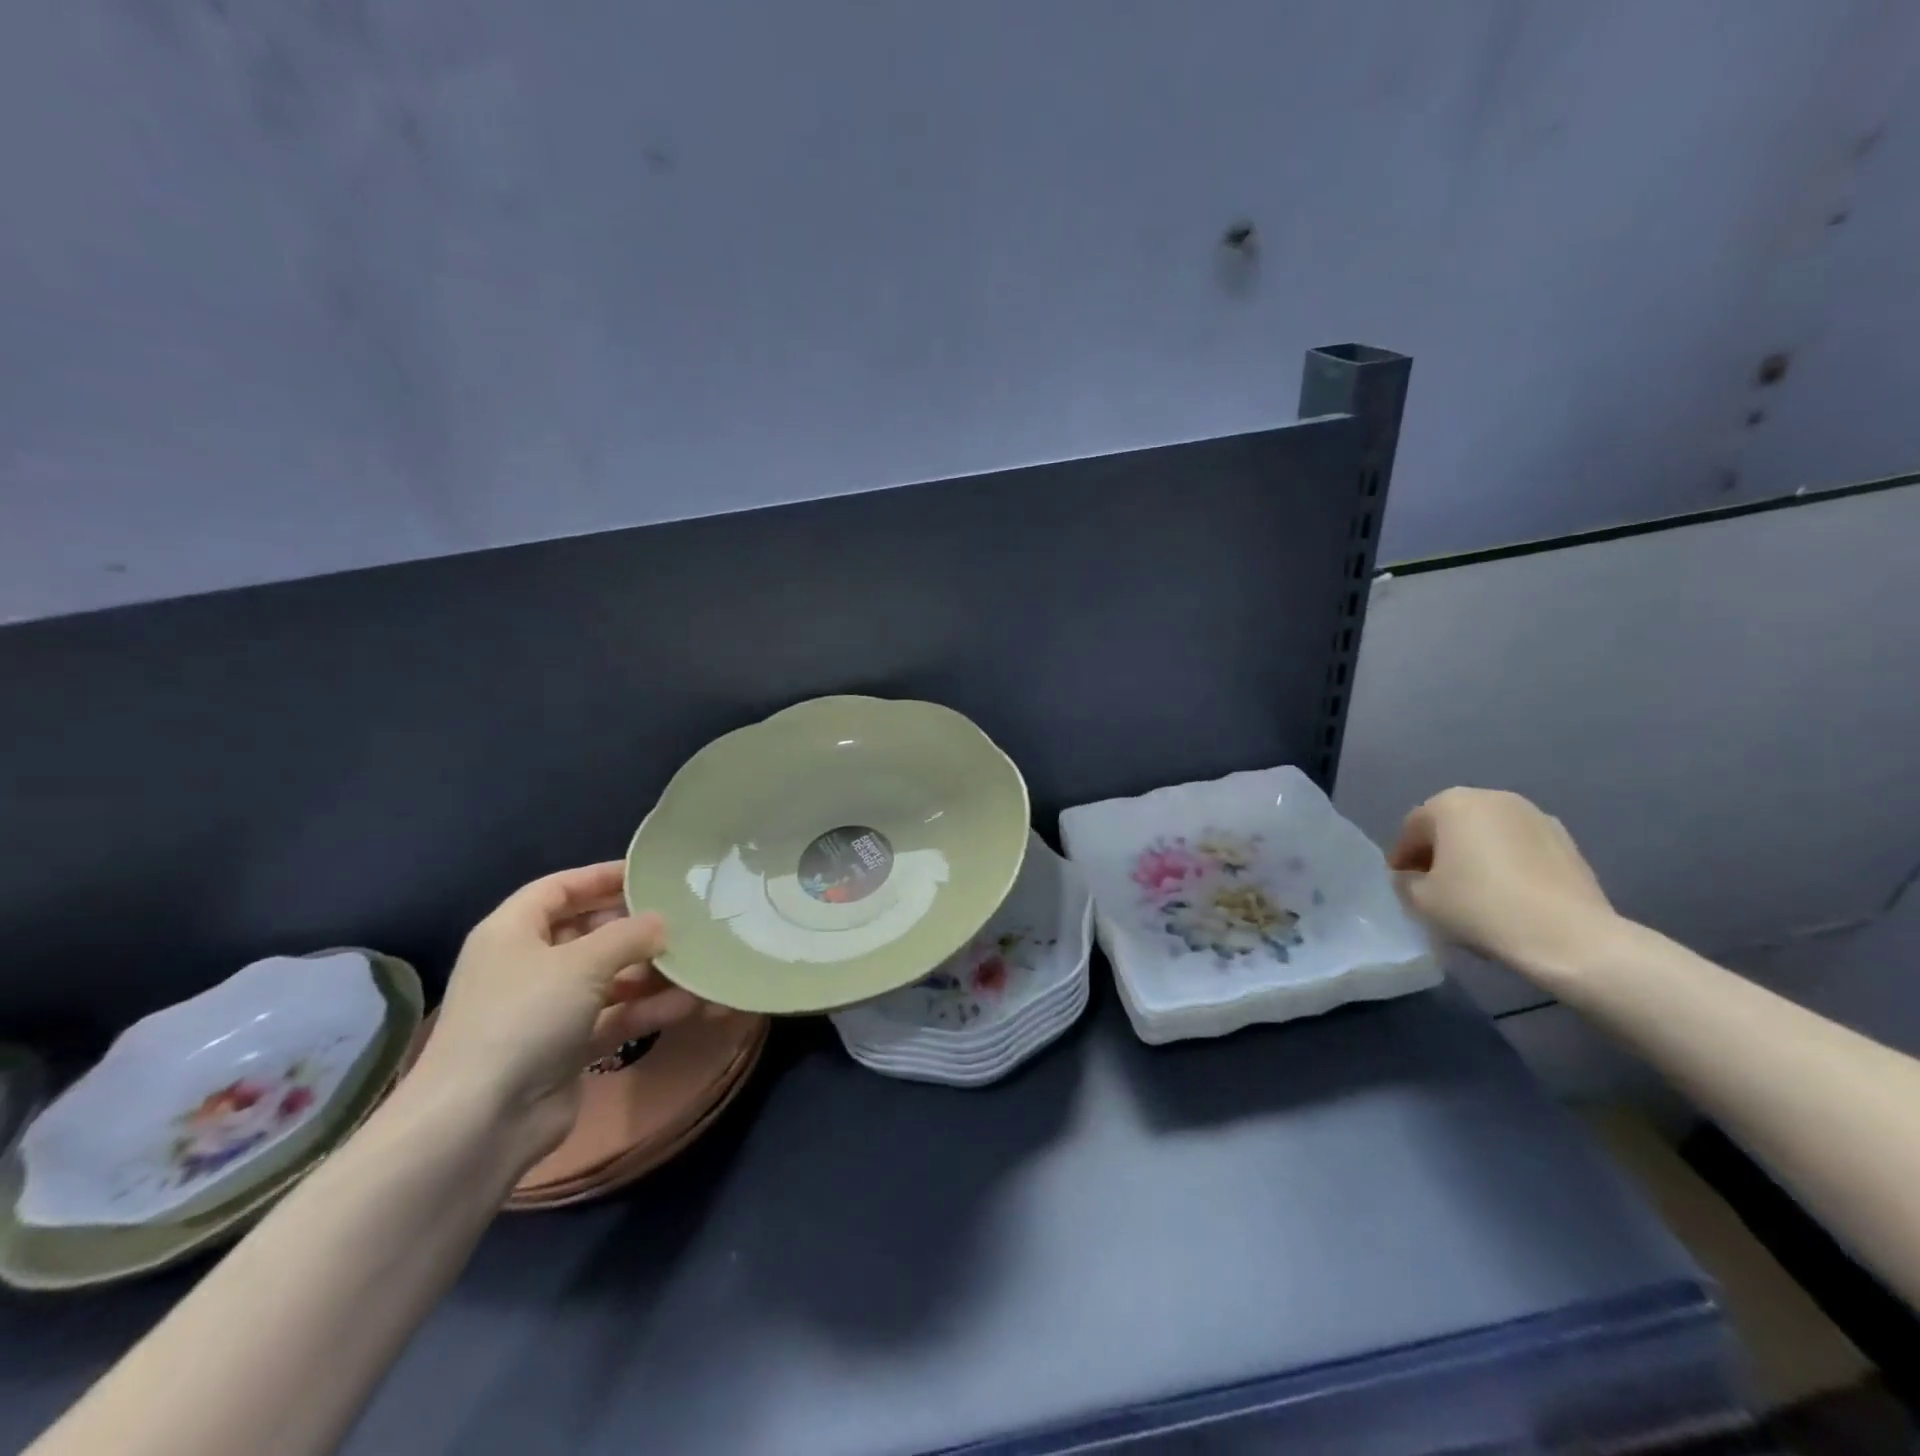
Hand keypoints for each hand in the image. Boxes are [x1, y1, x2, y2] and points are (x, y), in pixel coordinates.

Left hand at [409, 862, 703, 1169]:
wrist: (482, 1121)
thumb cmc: (524, 1018)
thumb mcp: (582, 963)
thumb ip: (629, 935)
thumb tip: (663, 923)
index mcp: (512, 931)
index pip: (560, 888)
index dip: (602, 877)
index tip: (650, 873)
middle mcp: (527, 964)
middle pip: (588, 932)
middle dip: (635, 928)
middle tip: (683, 919)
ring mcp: (547, 1008)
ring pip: (607, 976)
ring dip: (650, 972)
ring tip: (696, 963)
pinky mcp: (567, 1046)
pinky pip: (614, 1015)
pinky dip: (646, 1009)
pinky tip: (688, 1003)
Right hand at [1388, 788, 1621, 982]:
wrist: (1569, 936)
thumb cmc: (1481, 907)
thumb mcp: (1421, 899)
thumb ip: (1406, 881)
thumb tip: (1412, 877)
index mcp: (1451, 803)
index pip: (1412, 828)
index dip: (1402, 857)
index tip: (1403, 884)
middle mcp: (1493, 797)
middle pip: (1451, 825)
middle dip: (1439, 852)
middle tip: (1435, 886)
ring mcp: (1535, 816)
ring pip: (1488, 834)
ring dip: (1474, 855)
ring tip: (1474, 891)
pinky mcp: (1567, 840)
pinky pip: (1520, 847)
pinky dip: (1507, 863)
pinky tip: (1508, 893)